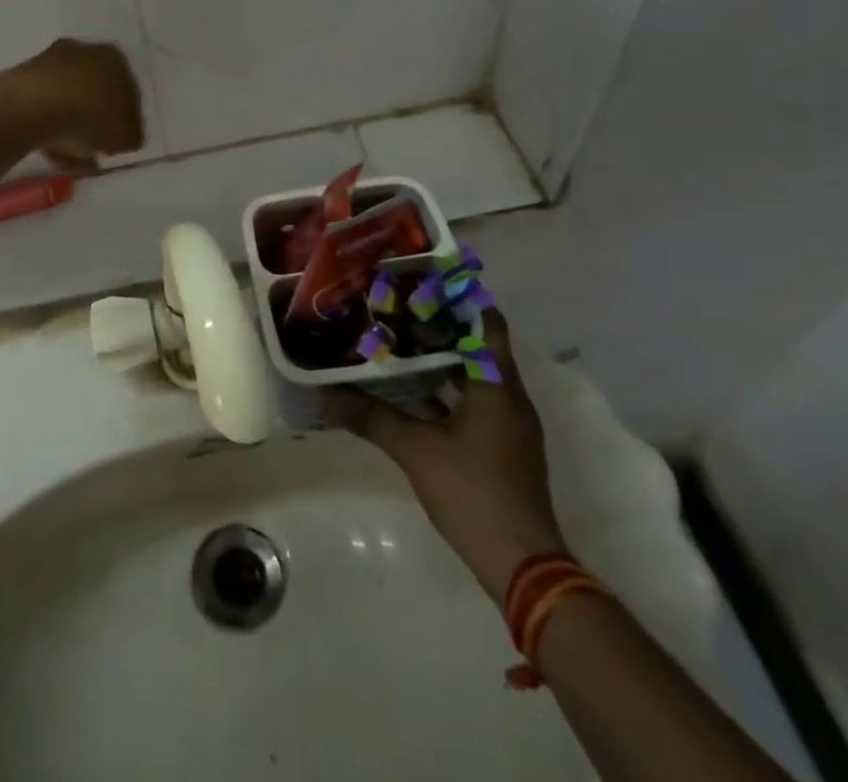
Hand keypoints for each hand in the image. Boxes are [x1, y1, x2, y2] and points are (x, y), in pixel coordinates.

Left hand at [7, 39, 144, 171]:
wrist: (32, 107)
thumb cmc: (90, 117)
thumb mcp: (126, 137)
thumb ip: (130, 136)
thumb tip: (124, 137)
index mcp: (115, 59)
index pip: (128, 93)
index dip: (125, 123)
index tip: (118, 145)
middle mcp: (84, 52)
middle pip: (95, 94)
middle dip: (95, 124)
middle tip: (94, 151)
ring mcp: (50, 62)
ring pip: (68, 102)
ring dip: (70, 128)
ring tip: (70, 160)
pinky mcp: (23, 78)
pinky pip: (44, 107)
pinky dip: (49, 127)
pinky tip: (50, 151)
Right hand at [325, 311, 565, 604]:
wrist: (523, 565)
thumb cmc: (473, 492)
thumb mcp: (415, 450)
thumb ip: (371, 418)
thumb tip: (325, 396)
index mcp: (497, 386)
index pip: (486, 322)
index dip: (457, 298)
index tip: (421, 281)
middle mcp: (509, 398)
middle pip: (478, 346)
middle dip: (439, 326)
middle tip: (396, 308)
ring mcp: (509, 426)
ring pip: (474, 377)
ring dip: (441, 360)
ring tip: (398, 343)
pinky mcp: (503, 448)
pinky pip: (474, 403)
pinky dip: (447, 391)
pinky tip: (411, 393)